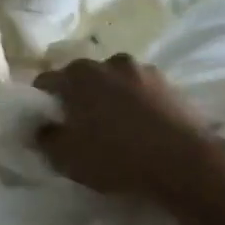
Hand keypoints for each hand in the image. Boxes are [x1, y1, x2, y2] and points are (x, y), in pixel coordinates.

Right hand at [33, 53, 224, 201]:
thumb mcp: (66, 157)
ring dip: (110, 98)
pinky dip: (136, 104)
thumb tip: (40, 127)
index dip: (42, 101)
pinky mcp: (171, 85)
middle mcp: (110, 62)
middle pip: (84, 78)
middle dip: (78, 97)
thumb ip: (45, 138)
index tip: (45, 122)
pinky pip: (142, 92)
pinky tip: (140, 128)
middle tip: (79, 126)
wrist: (183, 162)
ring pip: (115, 82)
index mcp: (79, 74)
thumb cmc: (115, 156)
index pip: (47, 81)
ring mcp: (144, 71)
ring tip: (114, 127)